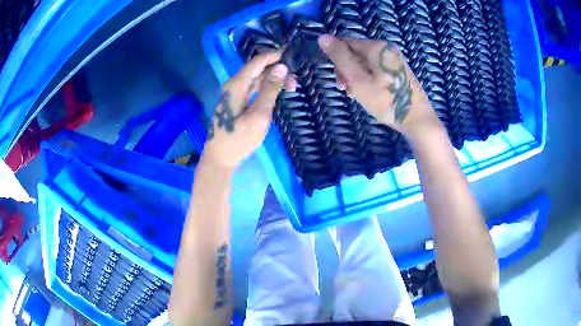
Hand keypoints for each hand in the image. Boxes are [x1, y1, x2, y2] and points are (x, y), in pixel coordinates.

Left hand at [202, 51, 295, 168]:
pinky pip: (252, 88)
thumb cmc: (239, 140)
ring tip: (291, 87)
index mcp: (237, 85)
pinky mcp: (235, 101)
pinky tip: (276, 93)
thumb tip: (281, 67)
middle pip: (257, 69)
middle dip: (277, 70)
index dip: (274, 55)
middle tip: (295, 81)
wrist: (220, 158)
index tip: (291, 53)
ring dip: (273, 80)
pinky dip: (266, 88)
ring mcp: (233, 93)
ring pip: (256, 78)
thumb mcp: (259, 116)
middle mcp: (233, 84)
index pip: (257, 61)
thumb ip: (270, 90)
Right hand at [318, 35, 439, 133]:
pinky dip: (369, 80)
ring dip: (356, 77)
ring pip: (366, 63)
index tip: (339, 81)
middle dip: (347, 70)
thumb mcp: (358, 79)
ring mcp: (395, 60)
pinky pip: (377, 70)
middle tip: (347, 90)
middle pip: (356, 53)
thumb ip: (340, 57)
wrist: (417, 120)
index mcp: (376, 46)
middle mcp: (386, 49)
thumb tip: (322, 37)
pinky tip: (369, 94)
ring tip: (357, 96)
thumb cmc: (386, 100)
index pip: (345, 43)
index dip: (337, 60)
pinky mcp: (399, 71)